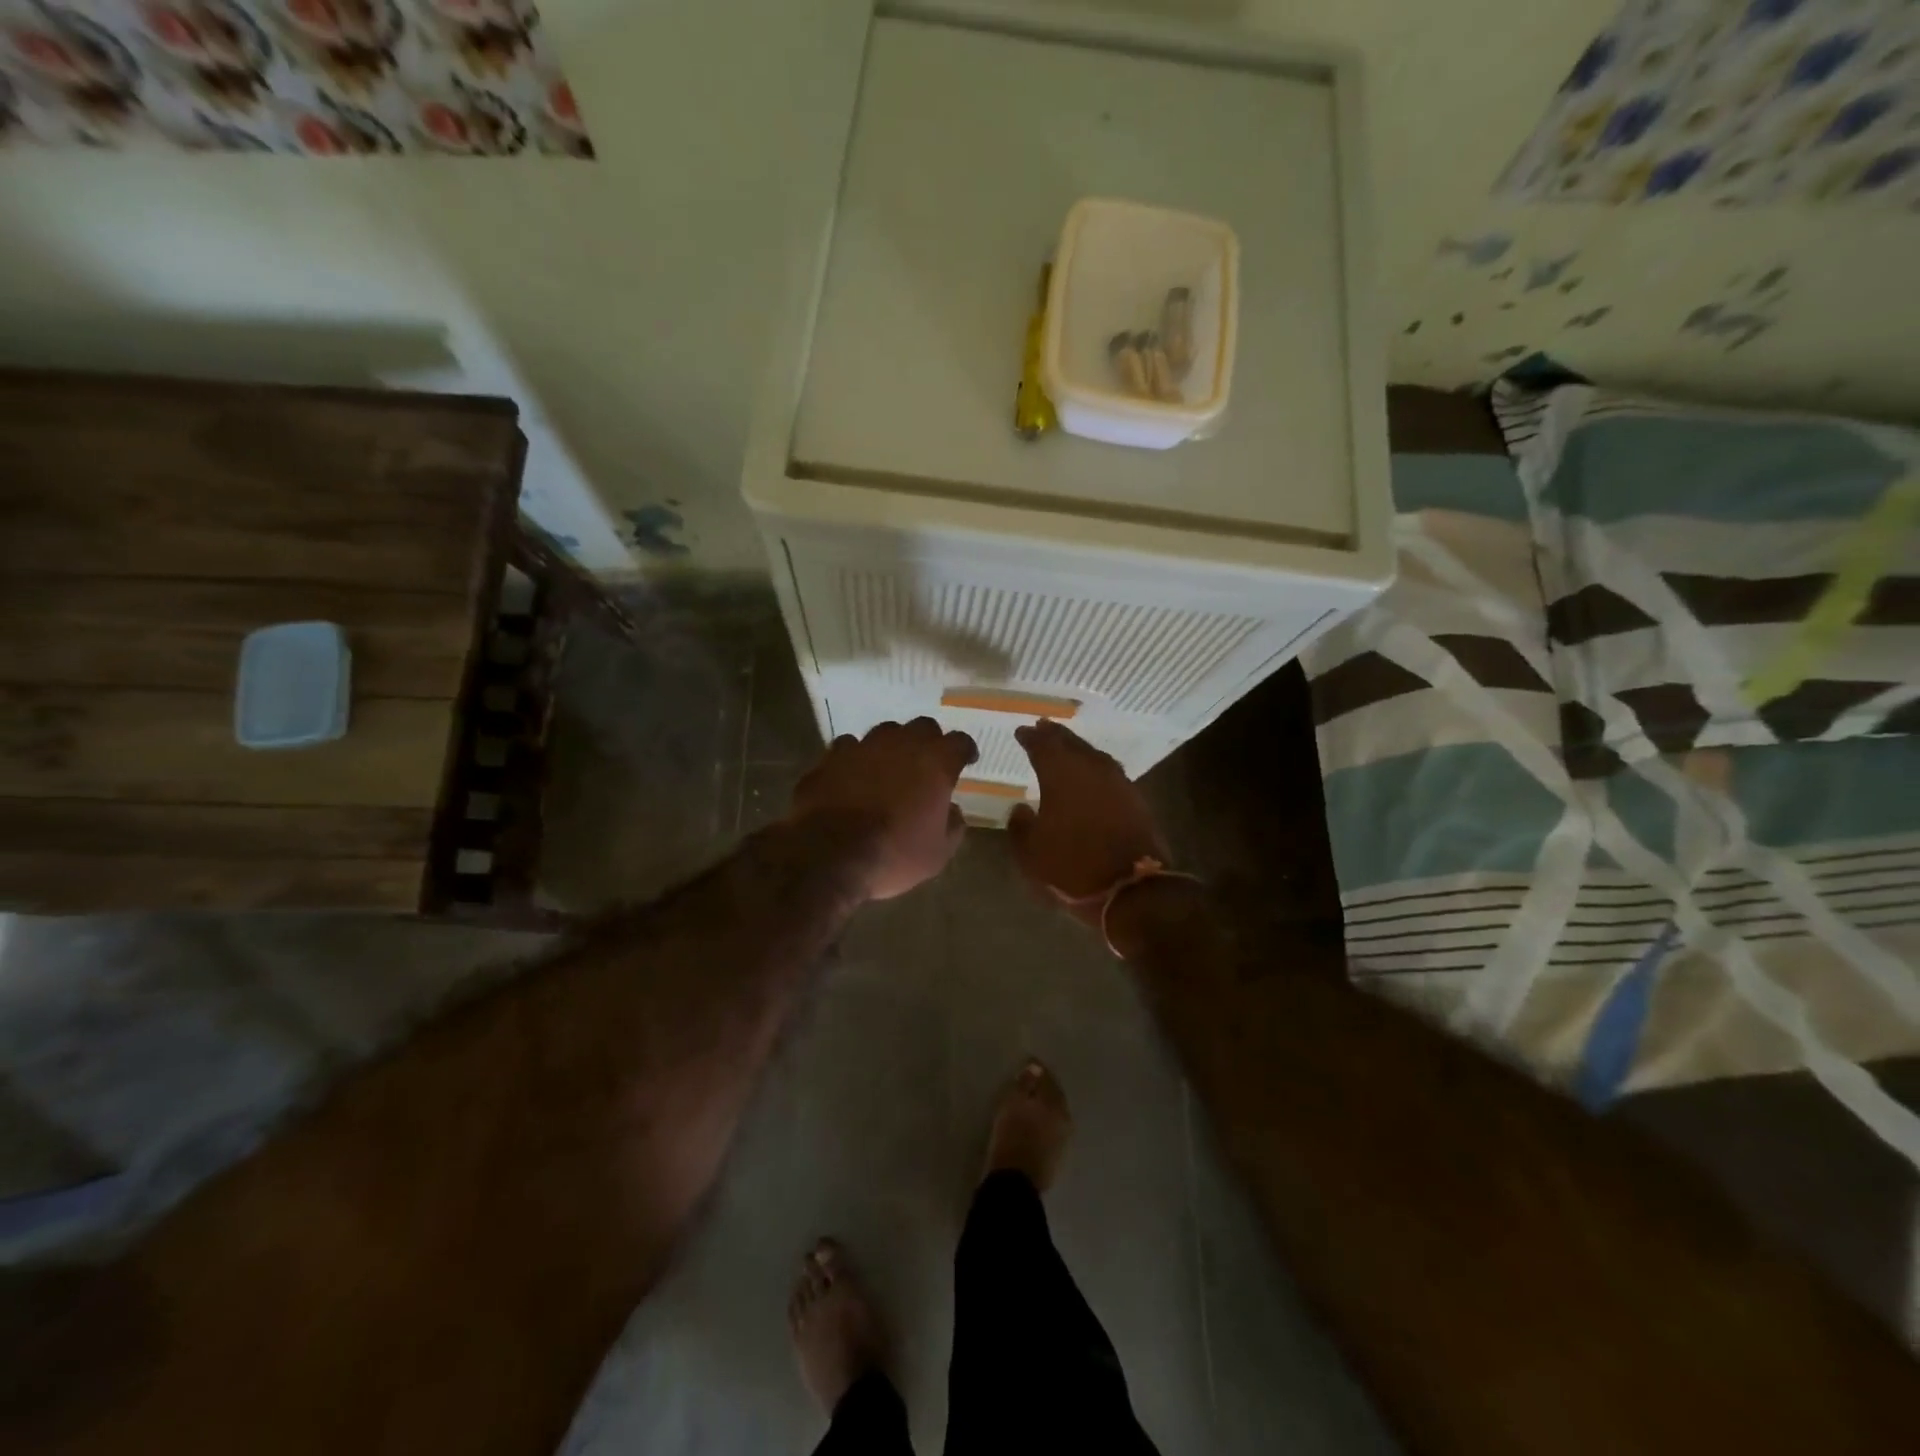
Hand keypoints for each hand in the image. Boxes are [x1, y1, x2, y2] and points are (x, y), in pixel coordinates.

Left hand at [789, 718, 977, 899]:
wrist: (829, 856)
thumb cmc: (893, 855)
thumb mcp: (937, 854)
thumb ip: (953, 826)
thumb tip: (952, 810)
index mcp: (935, 763)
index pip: (960, 742)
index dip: (965, 750)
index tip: (966, 760)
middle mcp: (901, 744)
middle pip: (922, 727)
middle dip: (929, 741)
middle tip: (927, 763)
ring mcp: (862, 747)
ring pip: (884, 733)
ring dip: (891, 746)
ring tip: (888, 768)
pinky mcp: (831, 758)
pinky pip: (848, 747)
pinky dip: (855, 758)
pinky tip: (852, 775)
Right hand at [1008, 720, 1166, 926]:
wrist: (1133, 888)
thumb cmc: (1073, 868)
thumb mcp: (1031, 854)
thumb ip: (1020, 827)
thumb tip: (1020, 809)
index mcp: (1061, 775)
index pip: (1043, 745)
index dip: (1031, 737)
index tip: (1021, 732)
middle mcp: (1091, 770)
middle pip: (1071, 744)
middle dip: (1055, 735)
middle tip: (1043, 728)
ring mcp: (1118, 783)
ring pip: (1093, 755)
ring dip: (1077, 748)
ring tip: (1066, 748)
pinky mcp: (1135, 799)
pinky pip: (1110, 772)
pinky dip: (1096, 767)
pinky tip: (1091, 774)